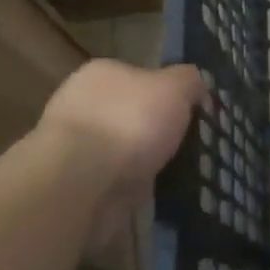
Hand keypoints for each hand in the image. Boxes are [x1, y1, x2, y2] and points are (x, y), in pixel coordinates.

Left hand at [39, 60, 206, 229]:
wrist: (80, 182)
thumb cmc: (129, 122)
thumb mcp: (175, 87)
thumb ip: (190, 81)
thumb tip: (196, 88)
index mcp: (101, 73)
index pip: (141, 77)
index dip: (169, 95)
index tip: (192, 116)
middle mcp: (81, 104)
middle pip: (131, 114)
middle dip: (155, 132)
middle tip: (188, 148)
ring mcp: (73, 146)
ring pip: (122, 151)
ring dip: (144, 163)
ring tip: (177, 176)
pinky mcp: (73, 184)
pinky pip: (113, 182)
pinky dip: (131, 188)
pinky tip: (152, 196)